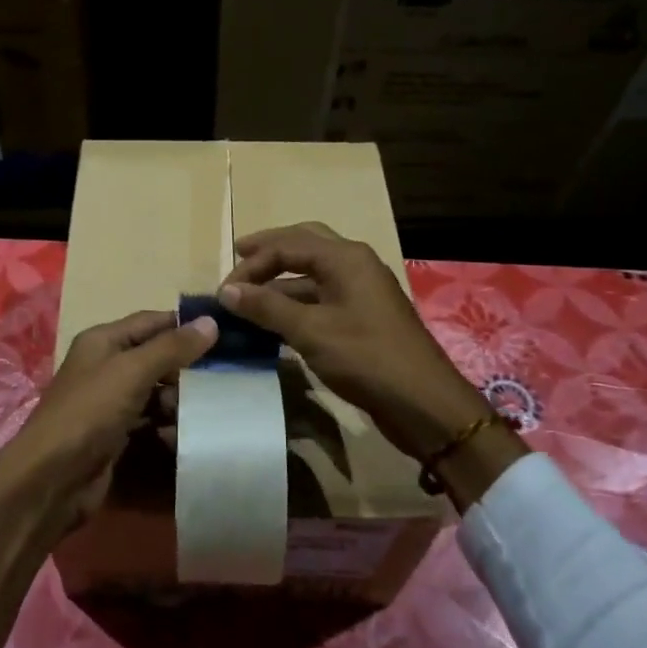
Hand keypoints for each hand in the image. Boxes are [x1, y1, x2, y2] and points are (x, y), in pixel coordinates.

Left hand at [0, 309, 217, 536]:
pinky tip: (180, 435)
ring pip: (155, 391)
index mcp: (104, 341)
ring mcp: (109, 402)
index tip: (226, 333)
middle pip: (155, 357)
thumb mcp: (132, 372)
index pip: (152, 322)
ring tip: (199, 412)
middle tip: (221, 379)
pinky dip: (165, 425)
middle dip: (186, 368)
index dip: (185, 325)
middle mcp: (106, 366)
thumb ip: (172, 347)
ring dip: (178, 400)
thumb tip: (211, 322)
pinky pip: (149, 420)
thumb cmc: (89, 413)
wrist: (52, 478)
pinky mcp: (115, 433)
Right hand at [218, 222, 490, 461]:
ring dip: (281, 281)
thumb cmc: (366, 358)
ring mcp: (361, 292)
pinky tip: (275, 320)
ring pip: (313, 273)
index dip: (252, 264)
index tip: (223, 290)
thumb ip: (267, 307)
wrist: (423, 403)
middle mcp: (355, 265)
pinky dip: (295, 302)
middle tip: (238, 260)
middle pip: (305, 244)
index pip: (288, 244)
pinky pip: (322, 298)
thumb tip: (227, 291)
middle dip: (270, 252)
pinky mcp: (363, 318)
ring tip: (249, 296)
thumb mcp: (310, 331)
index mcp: (346, 258)